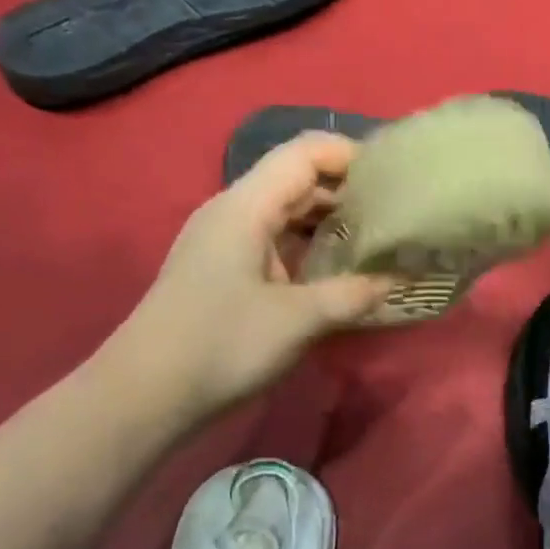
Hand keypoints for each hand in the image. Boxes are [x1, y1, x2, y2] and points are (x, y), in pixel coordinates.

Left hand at [104, 132, 393, 424]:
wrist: (145, 395)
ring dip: (332, 222)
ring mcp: (227, 241)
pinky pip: (277, 241)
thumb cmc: (221, 344)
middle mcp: (234, 212)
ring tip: (378, 242)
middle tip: (397, 215)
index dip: (351, 156)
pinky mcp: (226, 269)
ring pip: (288, 212)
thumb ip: (355, 293)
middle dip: (348, 191)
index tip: (395, 180)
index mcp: (245, 206)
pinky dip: (312, 247)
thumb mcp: (298, 319)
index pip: (305, 153)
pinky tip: (340, 271)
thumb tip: (404, 278)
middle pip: (298, 179)